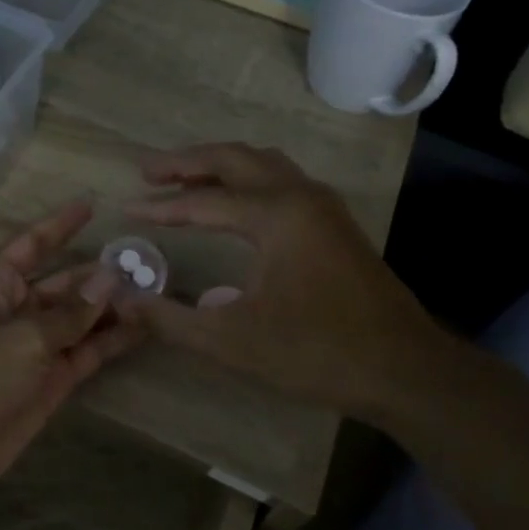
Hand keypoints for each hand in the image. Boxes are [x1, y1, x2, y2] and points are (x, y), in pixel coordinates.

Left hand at [0, 200, 145, 509]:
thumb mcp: (20, 339)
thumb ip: (69, 313)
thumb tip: (109, 279)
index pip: (30, 244)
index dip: (60, 225)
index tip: (92, 205)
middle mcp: (13, 311)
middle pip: (63, 283)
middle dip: (100, 274)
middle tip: (147, 263)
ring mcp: (32, 349)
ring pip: (79, 320)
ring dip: (112, 308)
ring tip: (156, 293)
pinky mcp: (48, 383)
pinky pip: (83, 353)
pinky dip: (110, 342)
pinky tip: (143, 329)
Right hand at [115, 143, 453, 419]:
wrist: (405, 370)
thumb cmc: (317, 353)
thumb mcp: (232, 341)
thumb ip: (171, 318)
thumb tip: (123, 299)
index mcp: (276, 215)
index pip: (203, 201)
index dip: (160, 206)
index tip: (125, 208)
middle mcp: (300, 196)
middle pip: (235, 159)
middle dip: (187, 162)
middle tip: (147, 171)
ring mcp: (323, 206)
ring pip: (263, 164)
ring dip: (221, 165)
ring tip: (184, 180)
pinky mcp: (335, 224)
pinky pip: (282, 181)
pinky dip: (248, 180)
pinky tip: (235, 205)